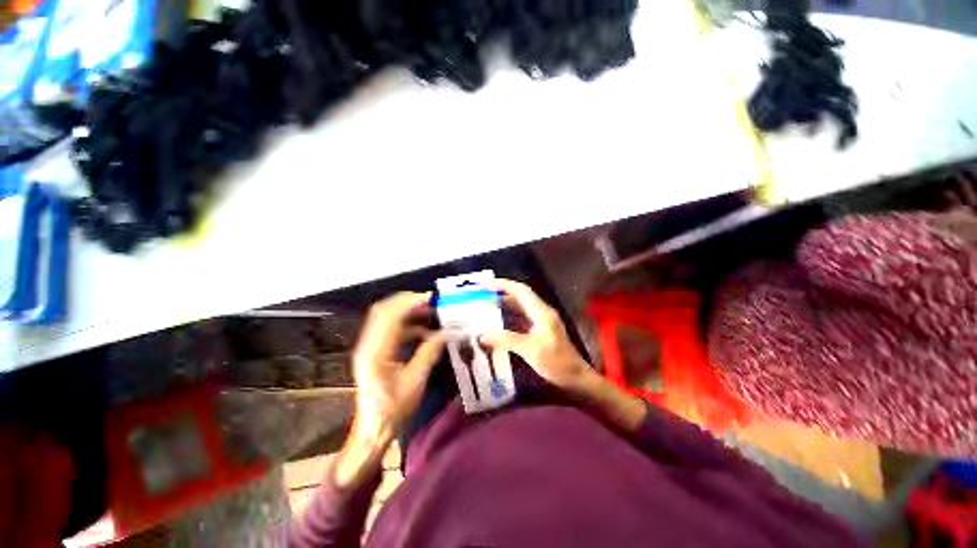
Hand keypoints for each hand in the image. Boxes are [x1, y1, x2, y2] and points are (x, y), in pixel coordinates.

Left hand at [351, 292, 444, 444]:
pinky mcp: (375, 351)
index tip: (431, 298)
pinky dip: (407, 325)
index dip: (410, 303)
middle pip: (384, 311)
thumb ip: (429, 352)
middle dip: (408, 302)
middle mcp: (368, 345)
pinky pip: (391, 330)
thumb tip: (446, 332)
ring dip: (408, 312)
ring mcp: (370, 347)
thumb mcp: (416, 381)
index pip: (390, 316)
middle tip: (431, 302)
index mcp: (376, 352)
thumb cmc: (393, 409)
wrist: (373, 430)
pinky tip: (424, 332)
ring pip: (387, 318)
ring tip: (430, 313)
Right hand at [480, 279, 593, 391]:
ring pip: (520, 307)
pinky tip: (498, 324)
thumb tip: (482, 335)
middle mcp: (541, 312)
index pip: (521, 291)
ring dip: (504, 305)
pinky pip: (521, 319)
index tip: (486, 285)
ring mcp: (541, 321)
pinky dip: (509, 318)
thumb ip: (506, 340)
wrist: (576, 377)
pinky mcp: (539, 331)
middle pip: (520, 296)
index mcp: (541, 312)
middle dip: (501, 293)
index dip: (503, 284)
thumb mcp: (530, 350)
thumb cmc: (556, 362)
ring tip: (486, 307)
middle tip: (482, 296)